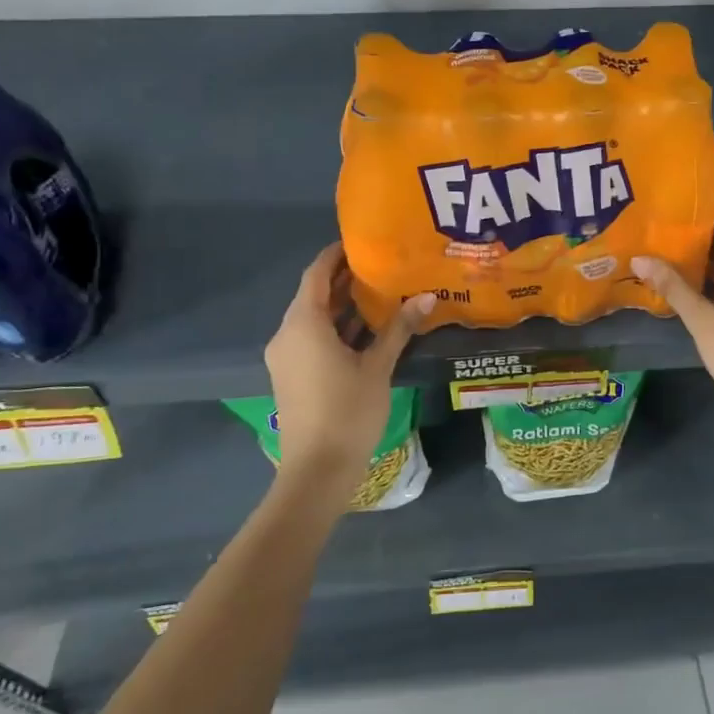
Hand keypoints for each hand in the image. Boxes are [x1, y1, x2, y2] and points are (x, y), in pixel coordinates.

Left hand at [264, 245, 432, 502]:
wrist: (317, 471)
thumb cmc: (347, 412)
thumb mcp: (378, 367)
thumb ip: (399, 329)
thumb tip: (426, 297)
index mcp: (304, 324)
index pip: (316, 274)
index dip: (336, 255)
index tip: (362, 242)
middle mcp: (288, 334)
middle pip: (314, 295)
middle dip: (345, 280)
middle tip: (382, 266)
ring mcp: (287, 357)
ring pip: (314, 320)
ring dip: (343, 307)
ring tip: (381, 292)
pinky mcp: (293, 376)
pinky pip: (313, 340)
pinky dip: (336, 330)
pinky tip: (368, 330)